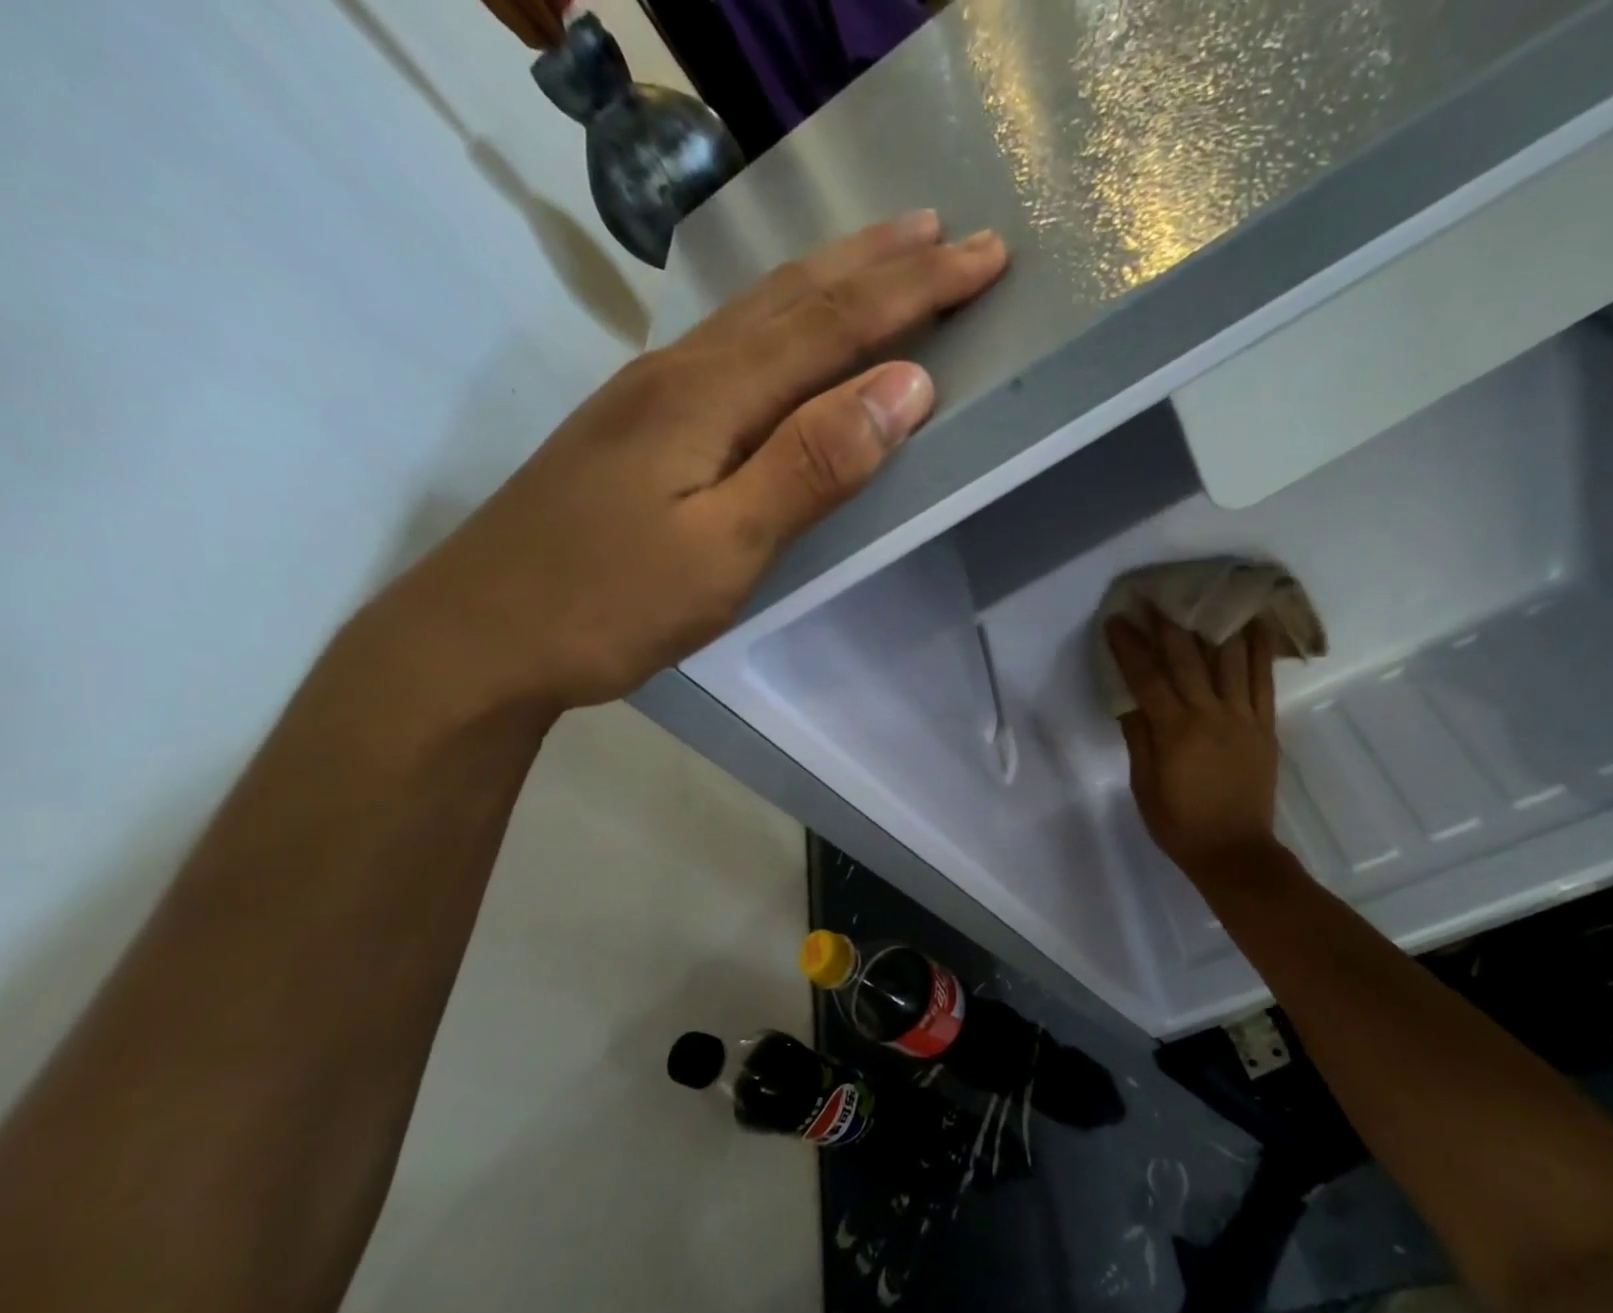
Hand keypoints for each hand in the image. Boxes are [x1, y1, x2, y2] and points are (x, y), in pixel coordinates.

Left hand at [379, 211, 1008, 710]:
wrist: (481, 634)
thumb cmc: (608, 603)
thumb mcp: (725, 548)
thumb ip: (812, 465)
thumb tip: (905, 387)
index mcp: (709, 395)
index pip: (834, 324)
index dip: (914, 291)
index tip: (986, 259)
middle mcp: (680, 371)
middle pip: (795, 297)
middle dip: (882, 264)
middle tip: (951, 234)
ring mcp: (651, 393)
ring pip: (757, 312)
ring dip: (831, 276)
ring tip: (888, 251)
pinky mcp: (637, 424)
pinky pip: (730, 345)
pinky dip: (783, 317)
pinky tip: (790, 321)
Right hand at [1106, 613, 1281, 878]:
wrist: (1235, 852)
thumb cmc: (1179, 824)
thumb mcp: (1144, 786)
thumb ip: (1139, 738)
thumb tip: (1130, 700)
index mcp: (1174, 731)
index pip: (1146, 677)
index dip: (1130, 646)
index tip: (1116, 621)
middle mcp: (1210, 714)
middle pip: (1187, 658)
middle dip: (1166, 625)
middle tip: (1152, 598)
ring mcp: (1242, 717)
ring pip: (1229, 659)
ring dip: (1213, 624)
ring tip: (1203, 598)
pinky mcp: (1265, 725)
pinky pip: (1263, 679)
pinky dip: (1259, 649)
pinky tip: (1253, 624)